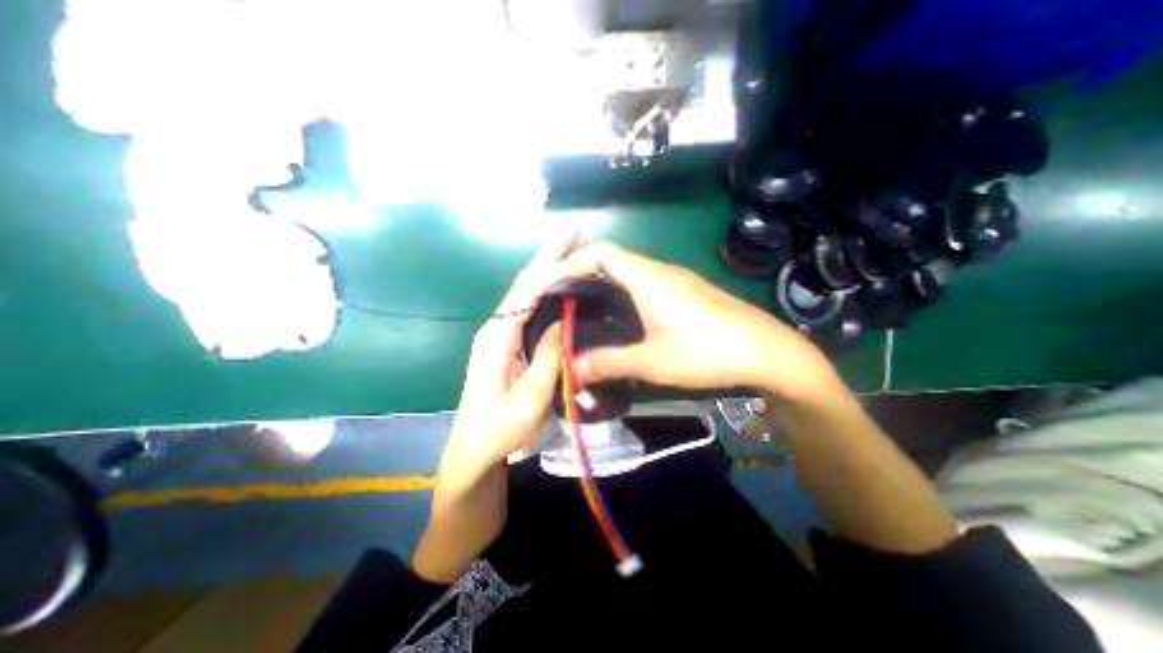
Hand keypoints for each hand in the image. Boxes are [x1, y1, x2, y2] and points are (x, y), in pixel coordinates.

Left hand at [444, 228, 593, 478]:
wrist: (475, 448)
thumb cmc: (499, 428)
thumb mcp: (529, 399)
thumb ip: (547, 359)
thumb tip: (563, 322)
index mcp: (497, 337)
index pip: (525, 291)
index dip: (548, 265)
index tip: (570, 242)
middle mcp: (495, 328)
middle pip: (524, 285)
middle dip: (547, 257)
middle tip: (572, 234)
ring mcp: (499, 334)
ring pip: (525, 294)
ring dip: (547, 271)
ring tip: (572, 252)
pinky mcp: (506, 342)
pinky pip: (527, 309)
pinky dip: (544, 292)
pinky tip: (560, 287)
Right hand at [568, 242, 841, 400]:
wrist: (768, 351)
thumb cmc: (707, 352)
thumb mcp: (652, 362)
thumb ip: (609, 362)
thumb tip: (573, 368)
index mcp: (649, 279)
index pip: (603, 252)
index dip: (574, 261)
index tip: (554, 281)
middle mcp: (662, 271)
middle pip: (615, 258)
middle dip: (586, 272)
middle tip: (565, 296)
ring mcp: (679, 280)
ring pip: (633, 270)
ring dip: (607, 281)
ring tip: (588, 305)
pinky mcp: (690, 292)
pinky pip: (648, 282)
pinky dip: (627, 290)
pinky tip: (624, 315)